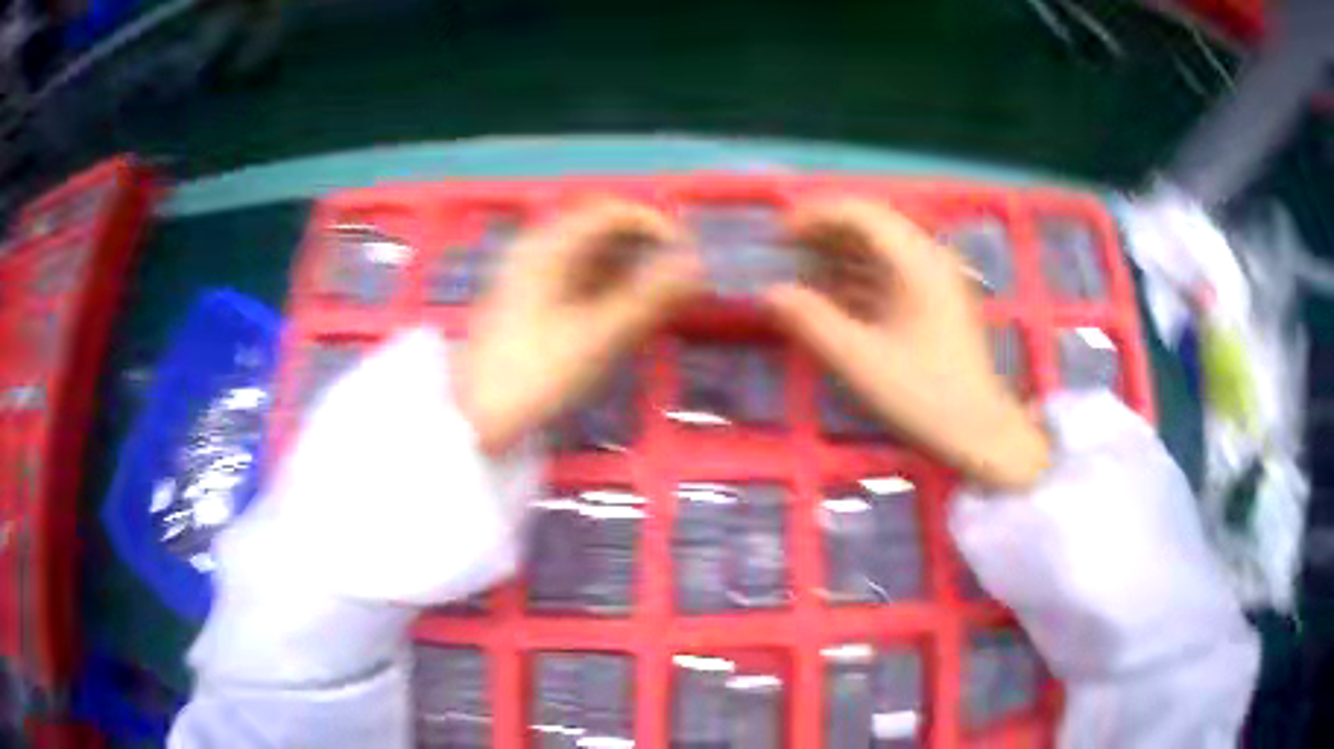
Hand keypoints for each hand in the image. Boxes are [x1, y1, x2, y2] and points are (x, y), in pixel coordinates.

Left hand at [458, 199, 701, 453]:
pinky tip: (624, 316)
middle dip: (648, 251)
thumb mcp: (599, 337)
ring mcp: (532, 275)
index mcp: (550, 246)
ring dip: (631, 272)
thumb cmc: (535, 374)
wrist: (476, 418)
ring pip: (593, 258)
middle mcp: (539, 250)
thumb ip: (650, 297)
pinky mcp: (532, 301)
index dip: (657, 226)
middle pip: (604, 232)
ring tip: (660, 304)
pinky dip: (609, 290)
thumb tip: (697, 264)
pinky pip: (579, 280)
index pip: (614, 212)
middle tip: (681, 285)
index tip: (689, 256)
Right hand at [766, 198, 1049, 490]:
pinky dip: (862, 276)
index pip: (859, 213)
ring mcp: (939, 279)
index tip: (779, 237)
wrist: (980, 432)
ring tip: (804, 274)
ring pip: (883, 248)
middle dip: (825, 234)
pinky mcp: (940, 301)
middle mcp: (930, 257)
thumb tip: (770, 292)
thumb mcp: (859, 360)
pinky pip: (895, 271)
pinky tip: (838, 298)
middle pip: (872, 225)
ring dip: (842, 255)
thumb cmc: (922, 394)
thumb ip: (811, 321)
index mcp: (915, 261)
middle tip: (786, 254)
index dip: (814, 217)